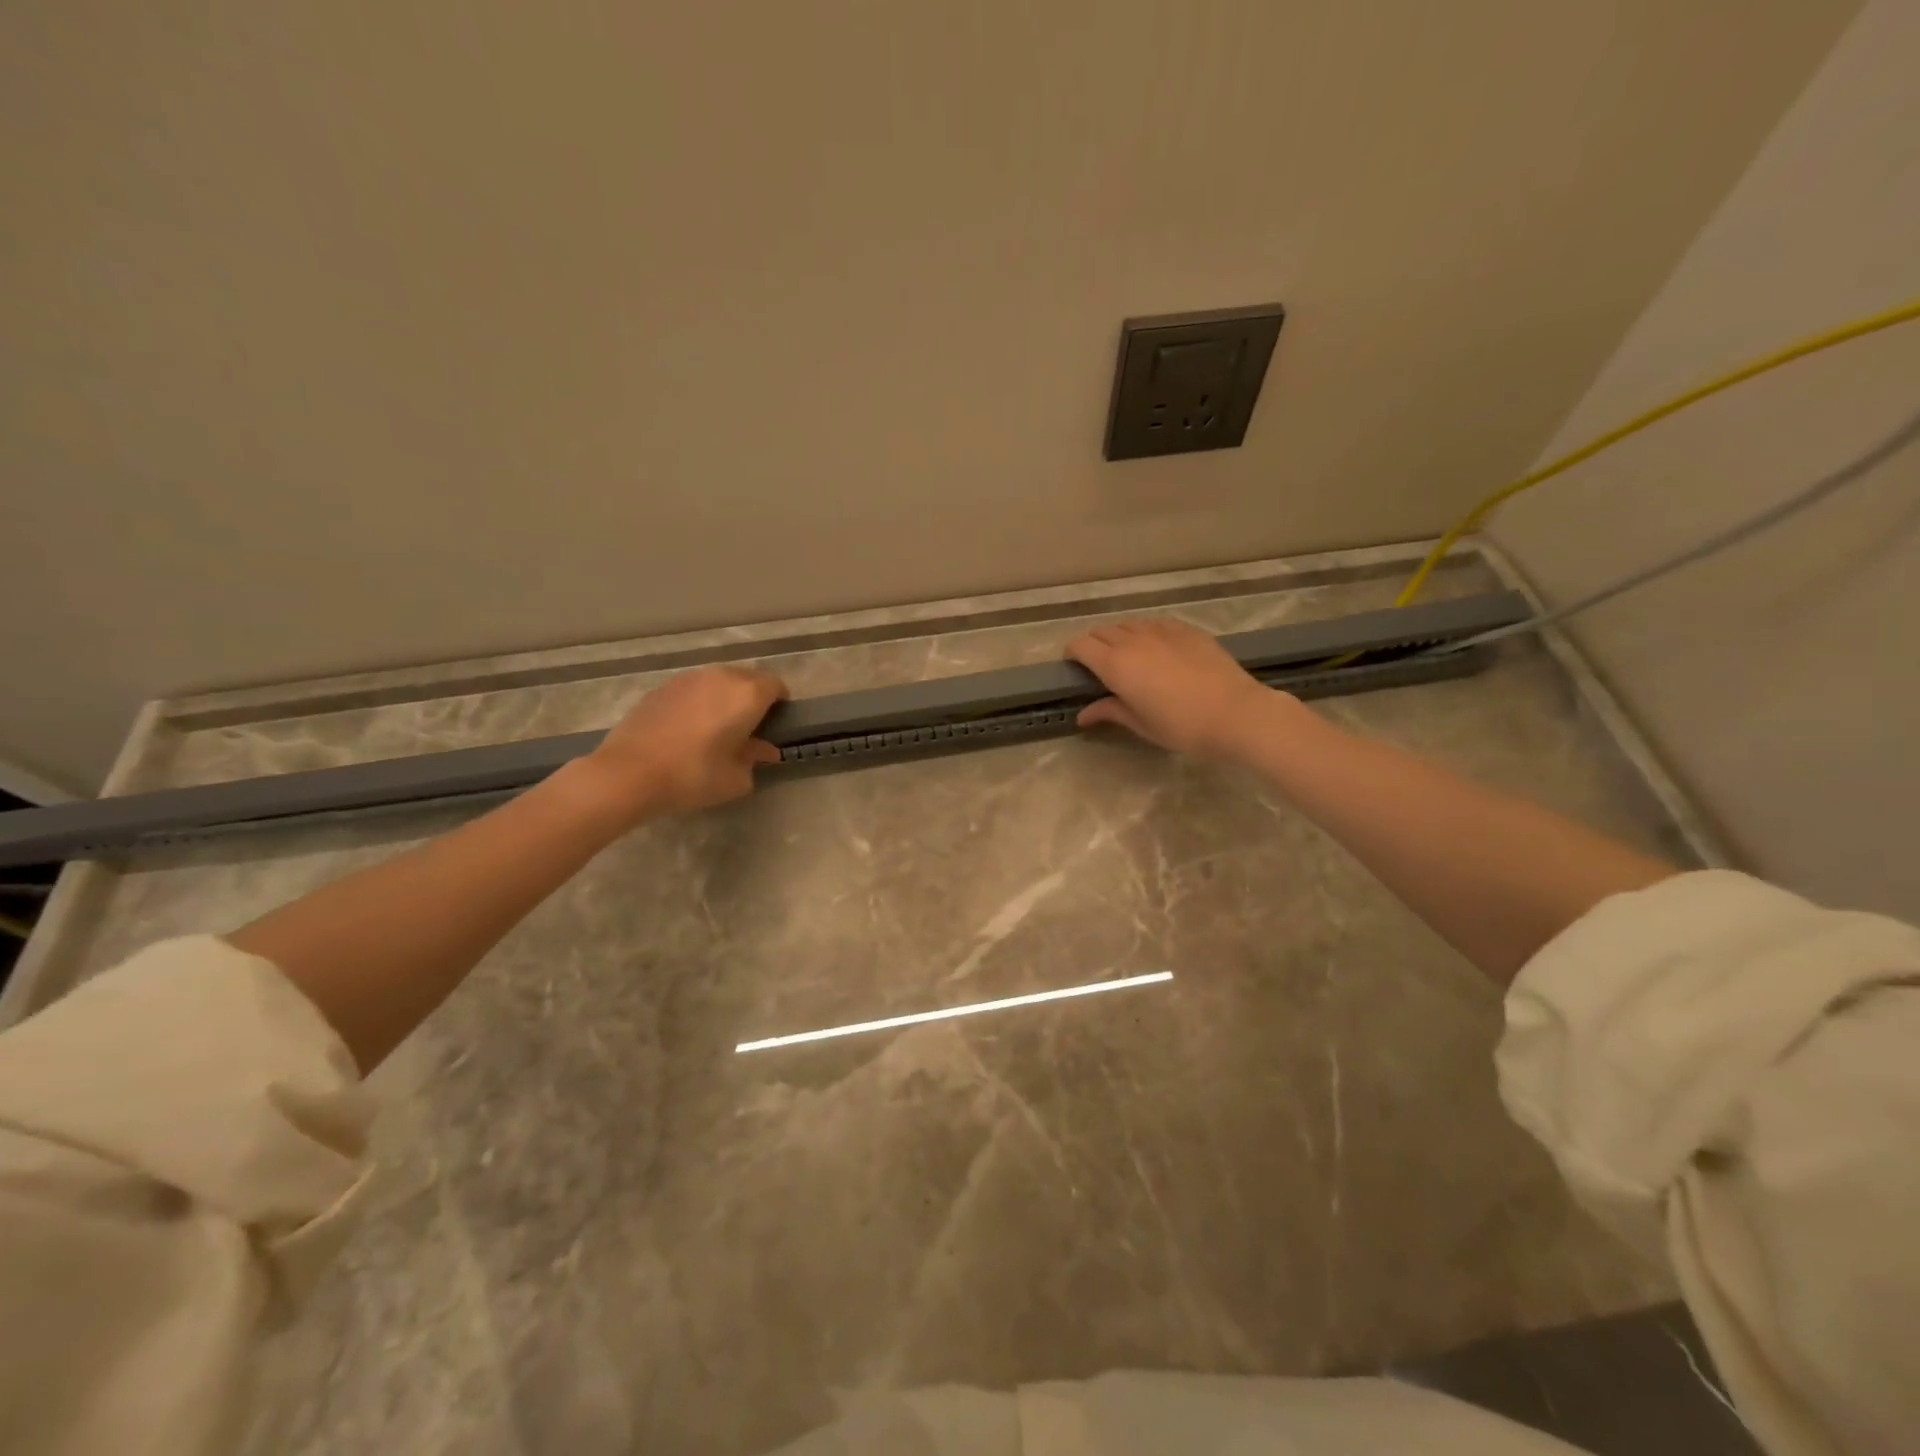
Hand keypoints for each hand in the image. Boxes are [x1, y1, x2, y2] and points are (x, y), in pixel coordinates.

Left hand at [584, 665, 786, 818]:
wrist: (629, 772)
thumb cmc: (693, 775)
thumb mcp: (735, 778)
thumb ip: (754, 759)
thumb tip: (763, 750)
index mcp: (747, 695)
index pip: (776, 686)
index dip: (780, 703)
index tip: (776, 723)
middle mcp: (721, 677)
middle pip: (749, 678)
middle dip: (754, 697)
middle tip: (750, 725)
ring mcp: (689, 678)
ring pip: (719, 680)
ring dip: (726, 696)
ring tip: (718, 724)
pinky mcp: (663, 687)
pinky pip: (694, 687)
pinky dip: (700, 700)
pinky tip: (689, 726)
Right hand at [1066, 617, 1285, 758]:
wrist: (1236, 713)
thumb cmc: (1182, 726)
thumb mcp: (1141, 724)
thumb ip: (1110, 711)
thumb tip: (1083, 714)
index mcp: (1116, 664)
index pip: (1081, 646)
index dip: (1072, 654)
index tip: (1074, 667)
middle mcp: (1133, 640)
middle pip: (1102, 631)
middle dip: (1094, 645)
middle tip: (1100, 666)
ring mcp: (1161, 630)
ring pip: (1128, 624)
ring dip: (1119, 637)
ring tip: (1128, 657)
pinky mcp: (1185, 629)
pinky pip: (1154, 623)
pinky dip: (1145, 632)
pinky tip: (1156, 649)